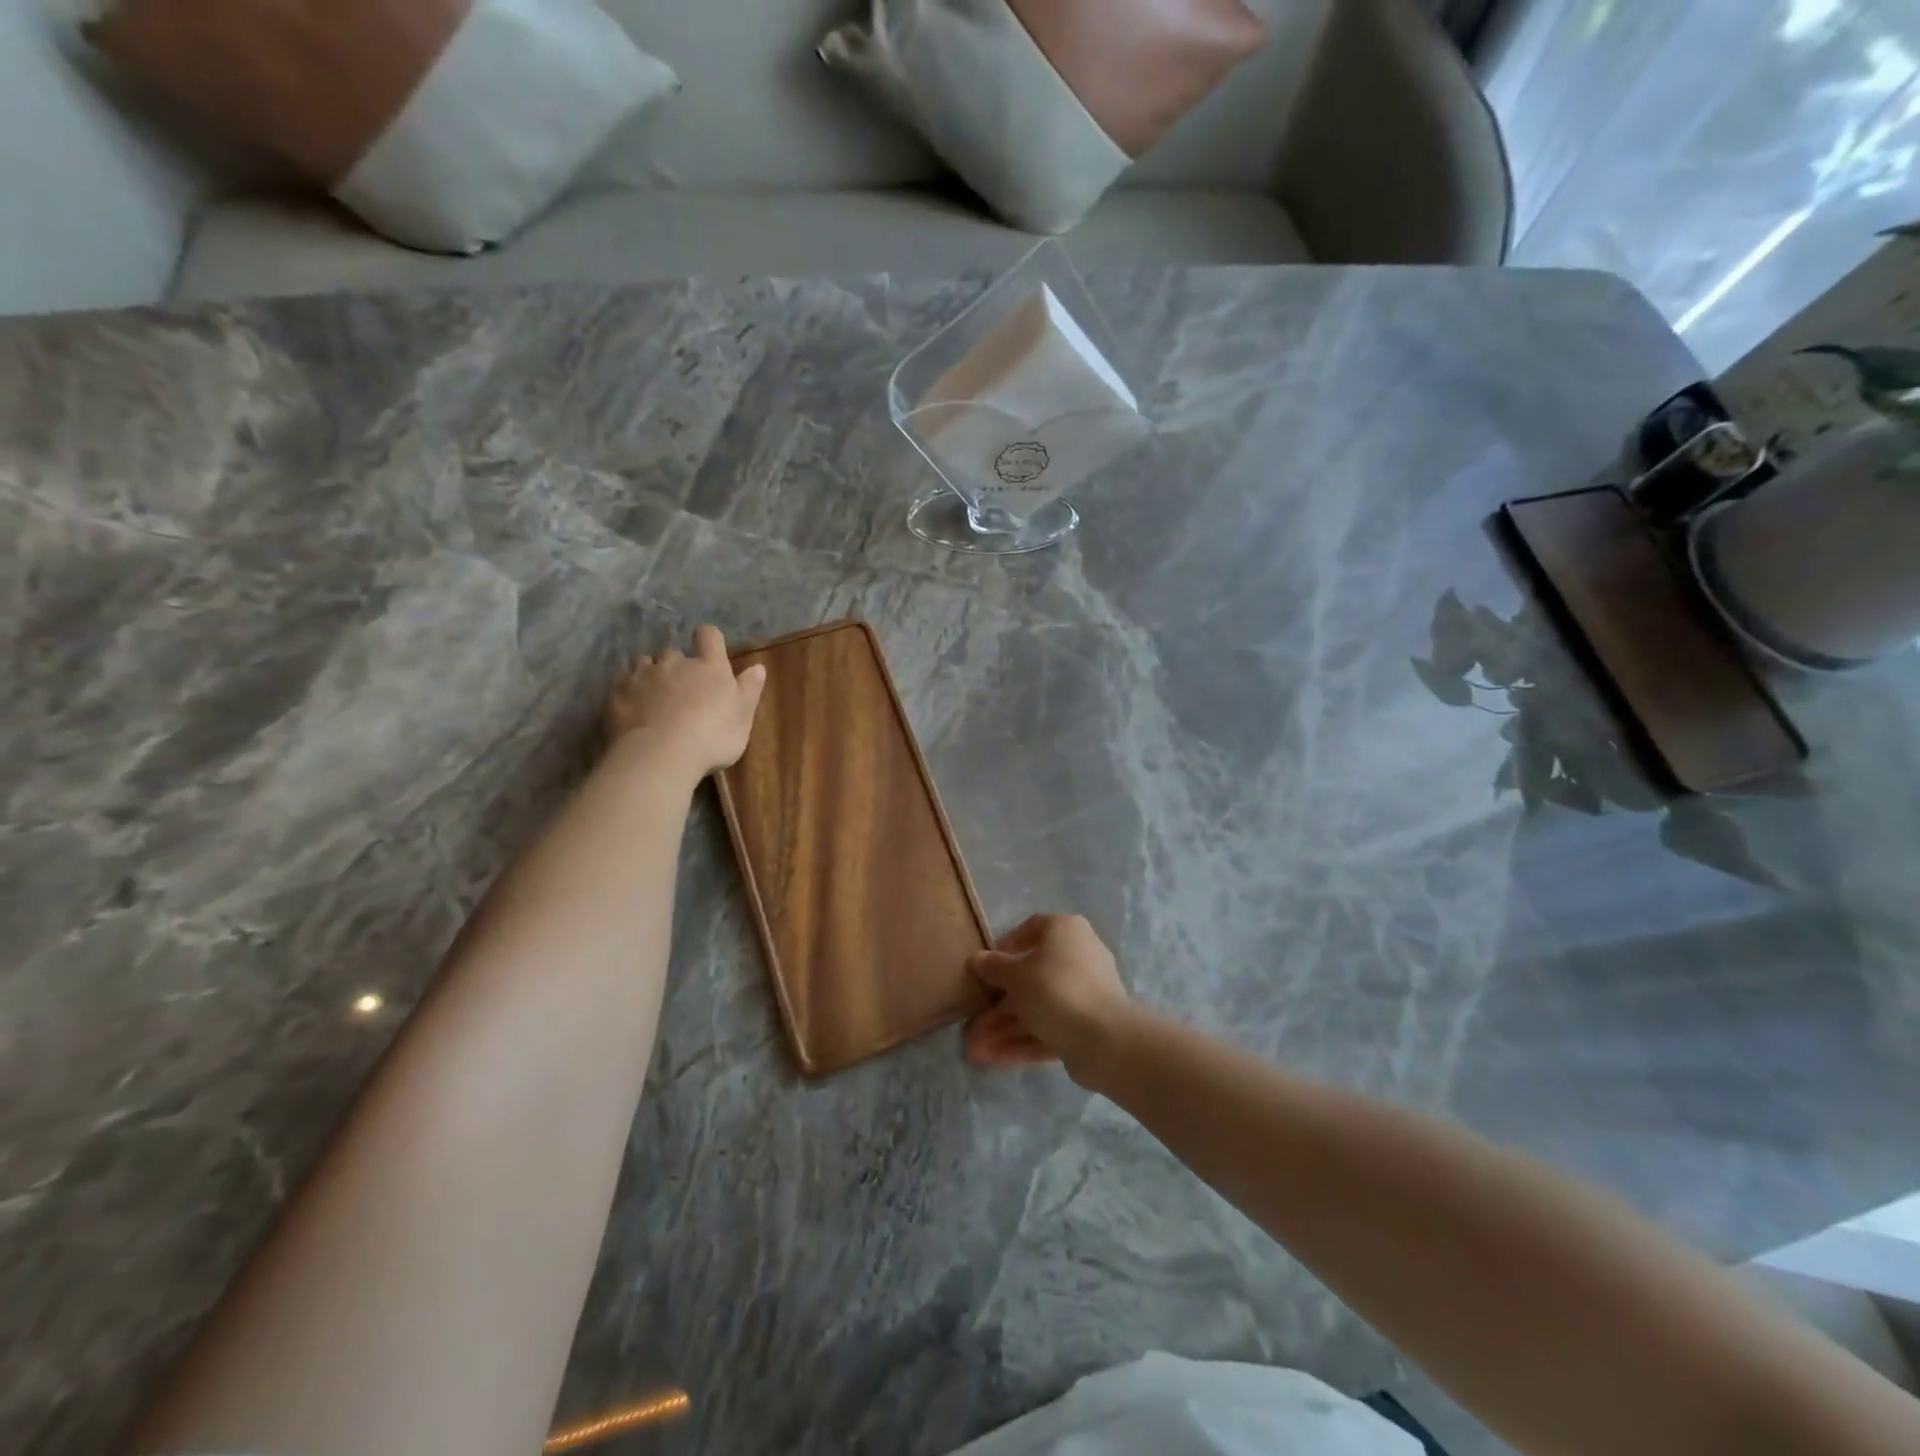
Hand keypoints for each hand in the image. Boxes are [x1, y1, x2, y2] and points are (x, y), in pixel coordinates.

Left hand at [604, 625, 766, 780]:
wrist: (661, 754)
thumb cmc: (713, 736)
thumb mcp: (743, 717)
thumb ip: (749, 689)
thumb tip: (758, 666)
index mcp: (709, 666)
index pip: (710, 636)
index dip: (709, 638)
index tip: (709, 646)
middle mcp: (675, 663)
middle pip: (673, 650)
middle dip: (676, 662)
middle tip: (681, 683)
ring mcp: (644, 676)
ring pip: (644, 662)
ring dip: (650, 671)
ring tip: (654, 691)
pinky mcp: (619, 694)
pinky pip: (622, 682)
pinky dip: (628, 688)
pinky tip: (632, 703)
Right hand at [963, 914, 1131, 1081]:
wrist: (1105, 1038)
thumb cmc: (1054, 989)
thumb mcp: (1015, 975)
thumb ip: (994, 966)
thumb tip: (978, 959)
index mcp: (1065, 931)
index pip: (1033, 928)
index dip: (1007, 946)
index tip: (987, 966)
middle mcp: (1078, 957)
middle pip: (1031, 976)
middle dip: (999, 1002)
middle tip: (973, 1018)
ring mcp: (1085, 994)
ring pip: (1038, 1007)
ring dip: (1005, 1027)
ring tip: (974, 1049)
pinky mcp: (1087, 1026)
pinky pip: (1050, 1028)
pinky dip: (1023, 1040)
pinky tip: (993, 1057)